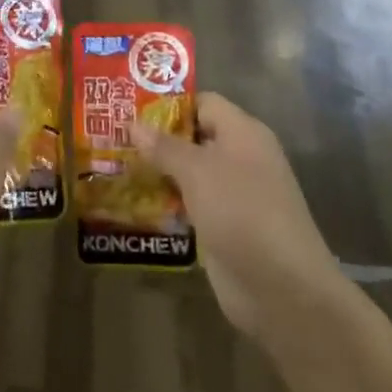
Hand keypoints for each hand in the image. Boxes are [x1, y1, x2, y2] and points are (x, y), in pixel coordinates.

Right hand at [132, 94, 341, 338]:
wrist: (281, 287)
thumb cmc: (241, 213)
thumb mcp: (198, 171)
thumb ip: (164, 146)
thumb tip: (134, 123)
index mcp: (243, 134)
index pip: (203, 103)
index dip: (167, 103)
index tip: (127, 108)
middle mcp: (239, 158)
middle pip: (193, 138)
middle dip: (154, 139)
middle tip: (110, 138)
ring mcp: (232, 195)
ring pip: (187, 173)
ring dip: (155, 172)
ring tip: (111, 167)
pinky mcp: (222, 226)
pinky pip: (188, 204)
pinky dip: (164, 202)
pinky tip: (131, 203)